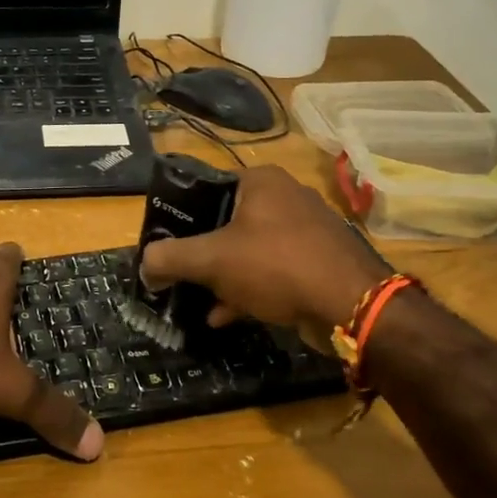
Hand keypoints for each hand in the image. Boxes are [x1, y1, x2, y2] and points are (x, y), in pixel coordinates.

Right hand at [140, 165, 391, 349]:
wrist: (351, 305)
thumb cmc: (275, 265)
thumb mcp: (212, 260)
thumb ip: (170, 258)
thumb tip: (144, 264)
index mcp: (261, 181)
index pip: (207, 189)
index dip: (181, 218)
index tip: (166, 246)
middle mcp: (286, 197)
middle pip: (227, 223)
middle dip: (202, 254)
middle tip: (180, 275)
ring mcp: (306, 230)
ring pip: (249, 250)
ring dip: (223, 276)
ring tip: (197, 301)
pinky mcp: (318, 262)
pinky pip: (272, 271)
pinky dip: (248, 289)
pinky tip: (226, 316)